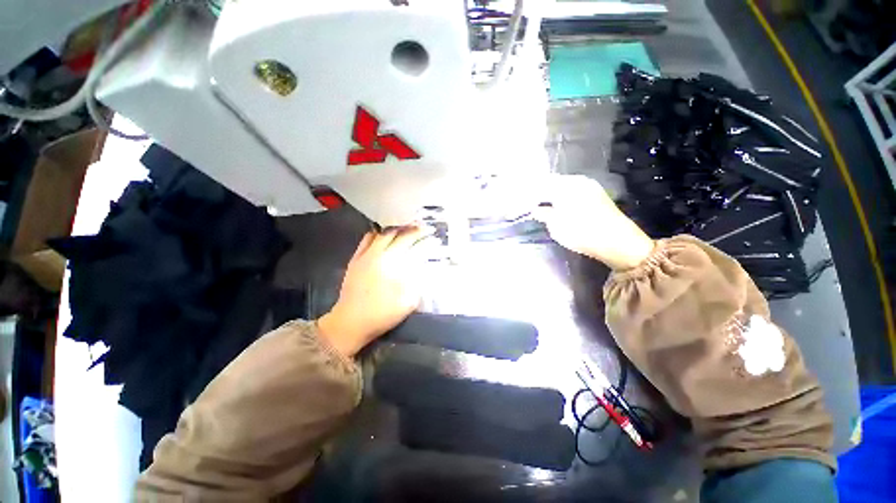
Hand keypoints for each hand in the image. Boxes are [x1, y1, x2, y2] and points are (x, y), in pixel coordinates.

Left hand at [317, 226, 431, 357]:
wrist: (350, 322)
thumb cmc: (381, 314)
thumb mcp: (407, 302)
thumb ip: (418, 282)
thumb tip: (423, 266)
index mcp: (391, 263)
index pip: (408, 242)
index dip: (420, 235)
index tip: (429, 232)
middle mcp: (377, 255)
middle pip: (395, 235)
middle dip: (409, 229)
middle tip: (419, 228)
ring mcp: (364, 256)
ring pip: (380, 234)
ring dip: (393, 230)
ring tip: (403, 229)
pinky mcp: (354, 260)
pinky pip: (365, 241)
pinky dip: (376, 235)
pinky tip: (381, 236)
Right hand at [535, 175, 653, 269]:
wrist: (618, 241)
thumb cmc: (582, 232)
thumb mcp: (555, 225)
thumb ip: (543, 214)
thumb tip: (536, 209)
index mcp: (564, 185)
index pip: (539, 186)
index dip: (528, 196)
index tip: (520, 206)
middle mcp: (577, 180)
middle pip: (551, 183)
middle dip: (538, 193)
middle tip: (529, 205)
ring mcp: (589, 186)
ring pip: (562, 186)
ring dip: (550, 194)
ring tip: (541, 206)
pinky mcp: (596, 194)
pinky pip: (572, 190)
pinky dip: (562, 197)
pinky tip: (558, 205)